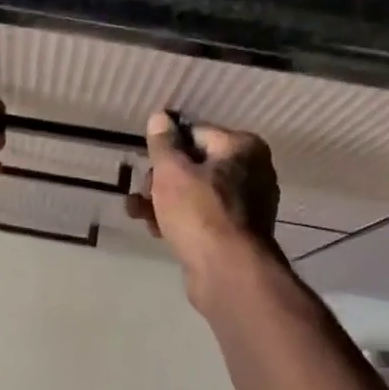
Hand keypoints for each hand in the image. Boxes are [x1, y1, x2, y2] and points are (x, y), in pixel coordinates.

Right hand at [128, 111, 280, 303]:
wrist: (226, 271)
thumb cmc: (199, 212)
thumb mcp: (172, 172)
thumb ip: (164, 143)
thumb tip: (160, 117)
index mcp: (243, 148)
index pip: (196, 133)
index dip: (166, 148)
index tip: (145, 163)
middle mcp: (251, 172)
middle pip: (195, 165)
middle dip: (161, 179)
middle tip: (142, 192)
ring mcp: (246, 205)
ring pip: (194, 194)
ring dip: (163, 201)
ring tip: (136, 212)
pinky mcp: (235, 234)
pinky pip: (201, 217)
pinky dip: (178, 219)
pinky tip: (155, 229)